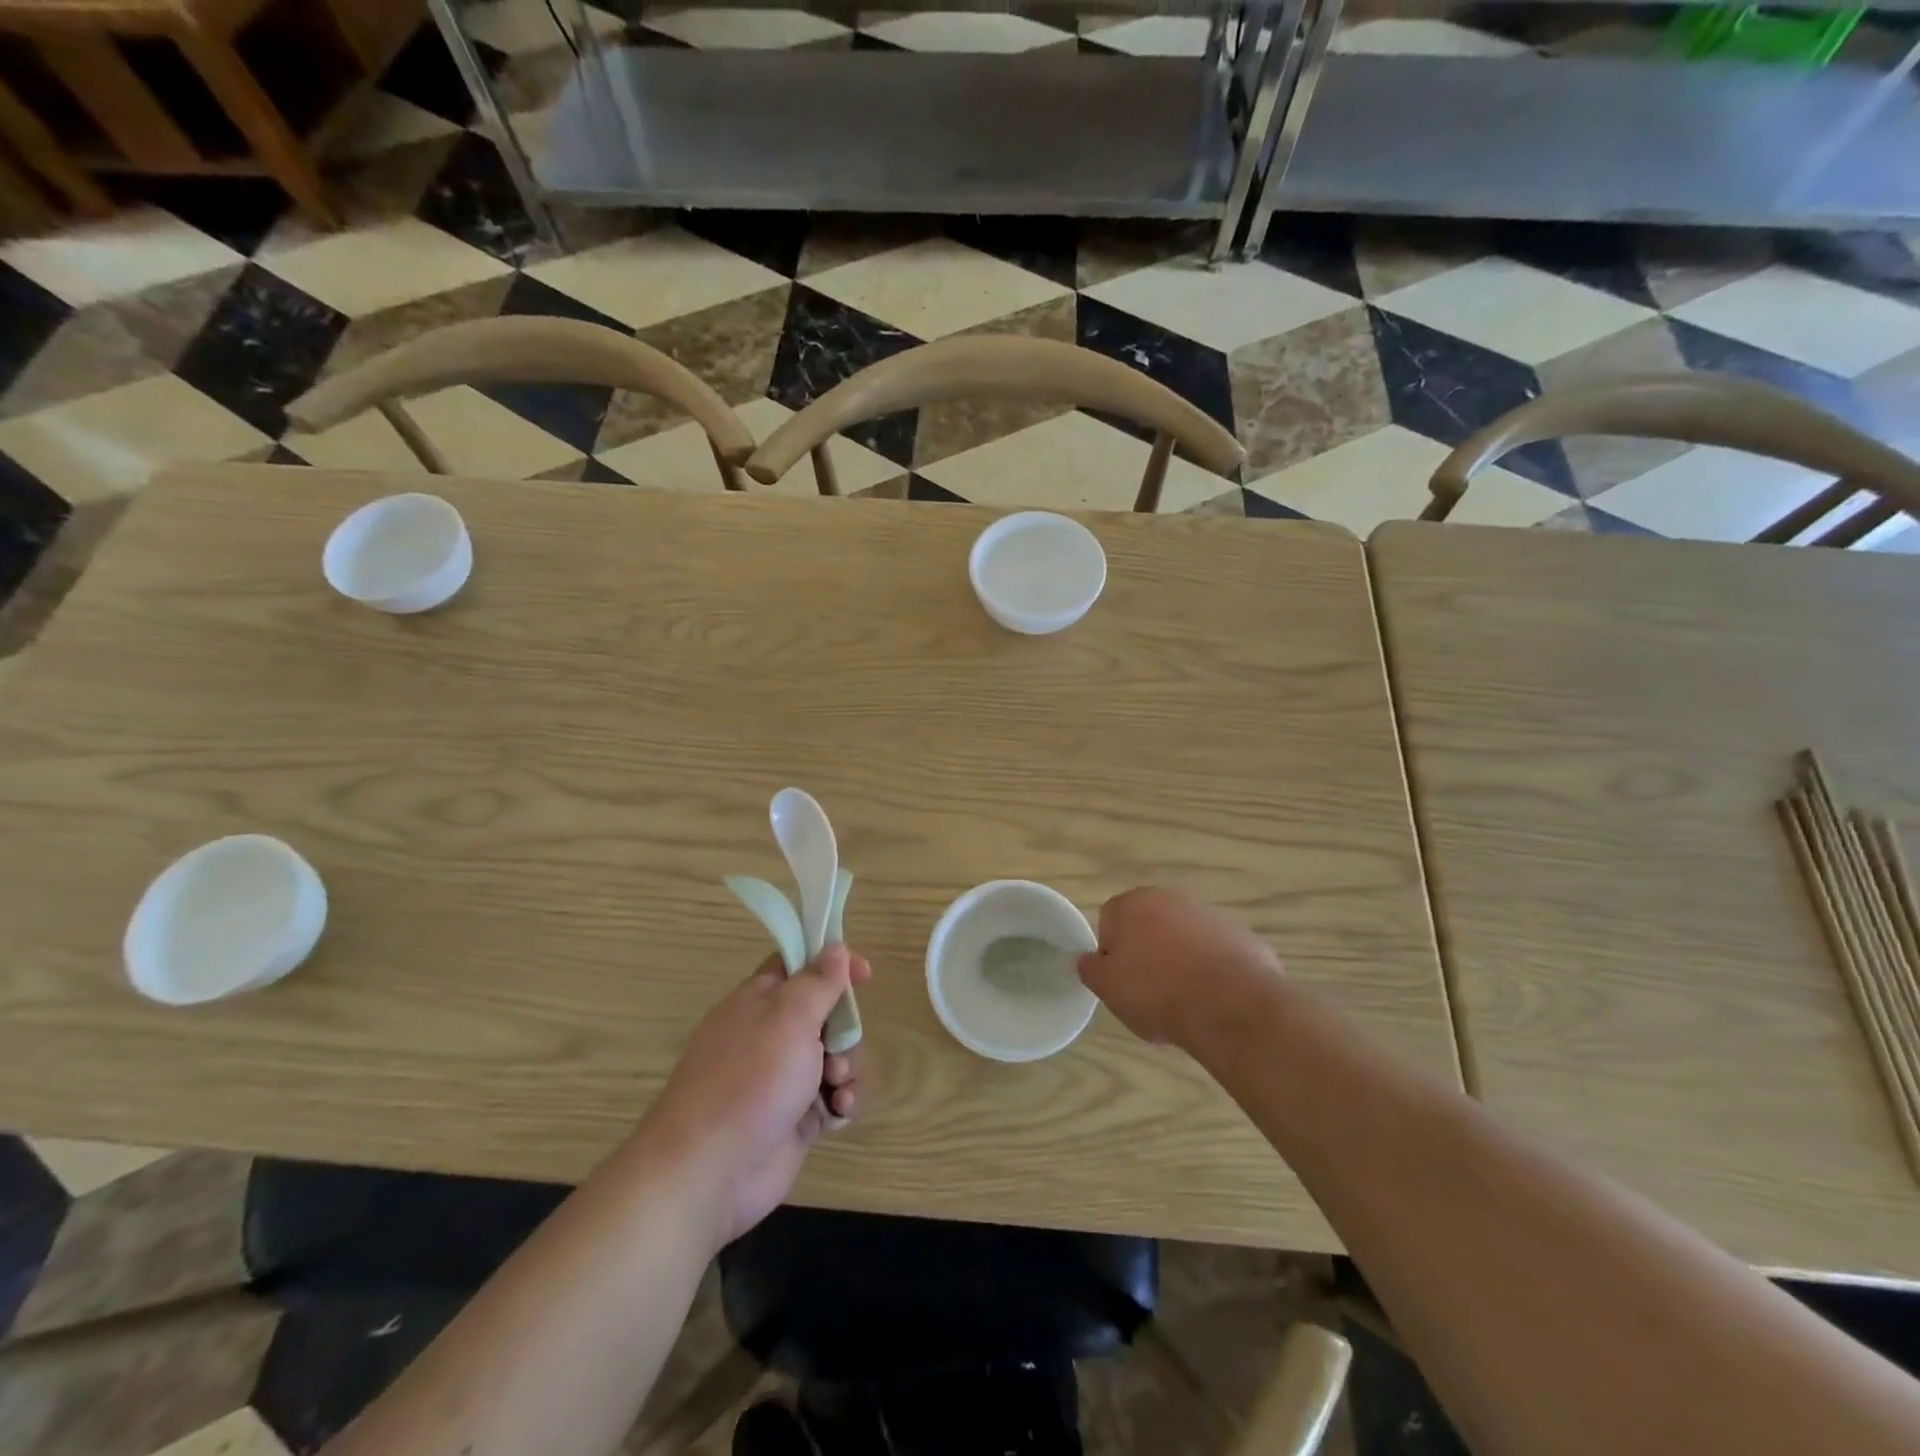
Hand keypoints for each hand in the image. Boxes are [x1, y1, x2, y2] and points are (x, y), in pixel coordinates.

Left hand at [646, 946, 871, 1249]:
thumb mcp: (790, 1017)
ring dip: (847, 1066)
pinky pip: (831, 1097)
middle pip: (824, 1013)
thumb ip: (818, 981)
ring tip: (837, 1085)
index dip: (832, 963)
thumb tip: (835, 948)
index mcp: (759, 1001)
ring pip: (833, 1056)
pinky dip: (842, 1100)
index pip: (799, 965)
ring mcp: (781, 1079)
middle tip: (839, 1045)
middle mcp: (770, 1035)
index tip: (864, 974)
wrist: (710, 1170)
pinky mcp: (794, 1118)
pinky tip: (841, 1110)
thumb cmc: (751, 1078)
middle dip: (845, 1028)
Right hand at [1077, 887, 1281, 1050]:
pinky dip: (1211, 969)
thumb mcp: (1108, 988)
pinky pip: (1215, 952)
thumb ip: (1091, 969)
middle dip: (1146, 953)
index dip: (1112, 954)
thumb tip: (1087, 959)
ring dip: (1179, 960)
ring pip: (1182, 938)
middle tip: (1149, 991)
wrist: (1232, 1006)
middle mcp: (1171, 898)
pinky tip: (1213, 998)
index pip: (1109, 921)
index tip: (1122, 982)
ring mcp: (1210, 915)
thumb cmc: (1158, 992)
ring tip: (1185, 999)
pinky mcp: (1241, 935)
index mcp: (1133, 903)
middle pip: (1148, 925)